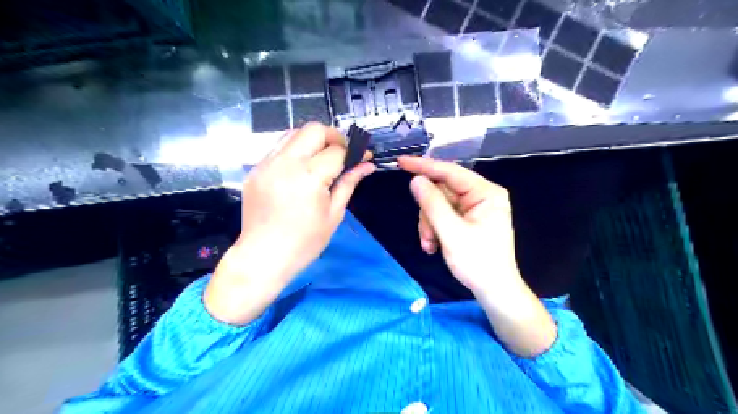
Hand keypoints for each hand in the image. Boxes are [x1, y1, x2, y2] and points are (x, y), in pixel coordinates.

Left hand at [205, 121, 374, 324]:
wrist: (263, 257)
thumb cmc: (304, 242)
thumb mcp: (333, 214)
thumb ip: (349, 183)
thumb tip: (367, 165)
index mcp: (309, 177)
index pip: (337, 151)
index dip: (355, 151)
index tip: (363, 157)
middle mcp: (285, 163)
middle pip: (314, 130)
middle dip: (334, 137)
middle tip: (343, 154)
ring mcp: (266, 164)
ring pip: (294, 133)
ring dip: (313, 140)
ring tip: (322, 158)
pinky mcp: (255, 170)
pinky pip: (278, 148)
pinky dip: (295, 150)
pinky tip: (301, 168)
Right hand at [398, 155, 553, 355]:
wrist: (494, 291)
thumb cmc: (478, 263)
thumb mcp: (451, 233)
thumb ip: (432, 204)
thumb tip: (415, 180)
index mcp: (485, 193)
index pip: (450, 172)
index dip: (424, 166)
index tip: (401, 162)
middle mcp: (480, 195)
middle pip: (441, 191)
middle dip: (428, 213)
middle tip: (425, 236)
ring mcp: (473, 208)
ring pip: (438, 204)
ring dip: (429, 224)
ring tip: (430, 245)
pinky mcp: (467, 219)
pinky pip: (442, 215)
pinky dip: (434, 229)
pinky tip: (434, 246)